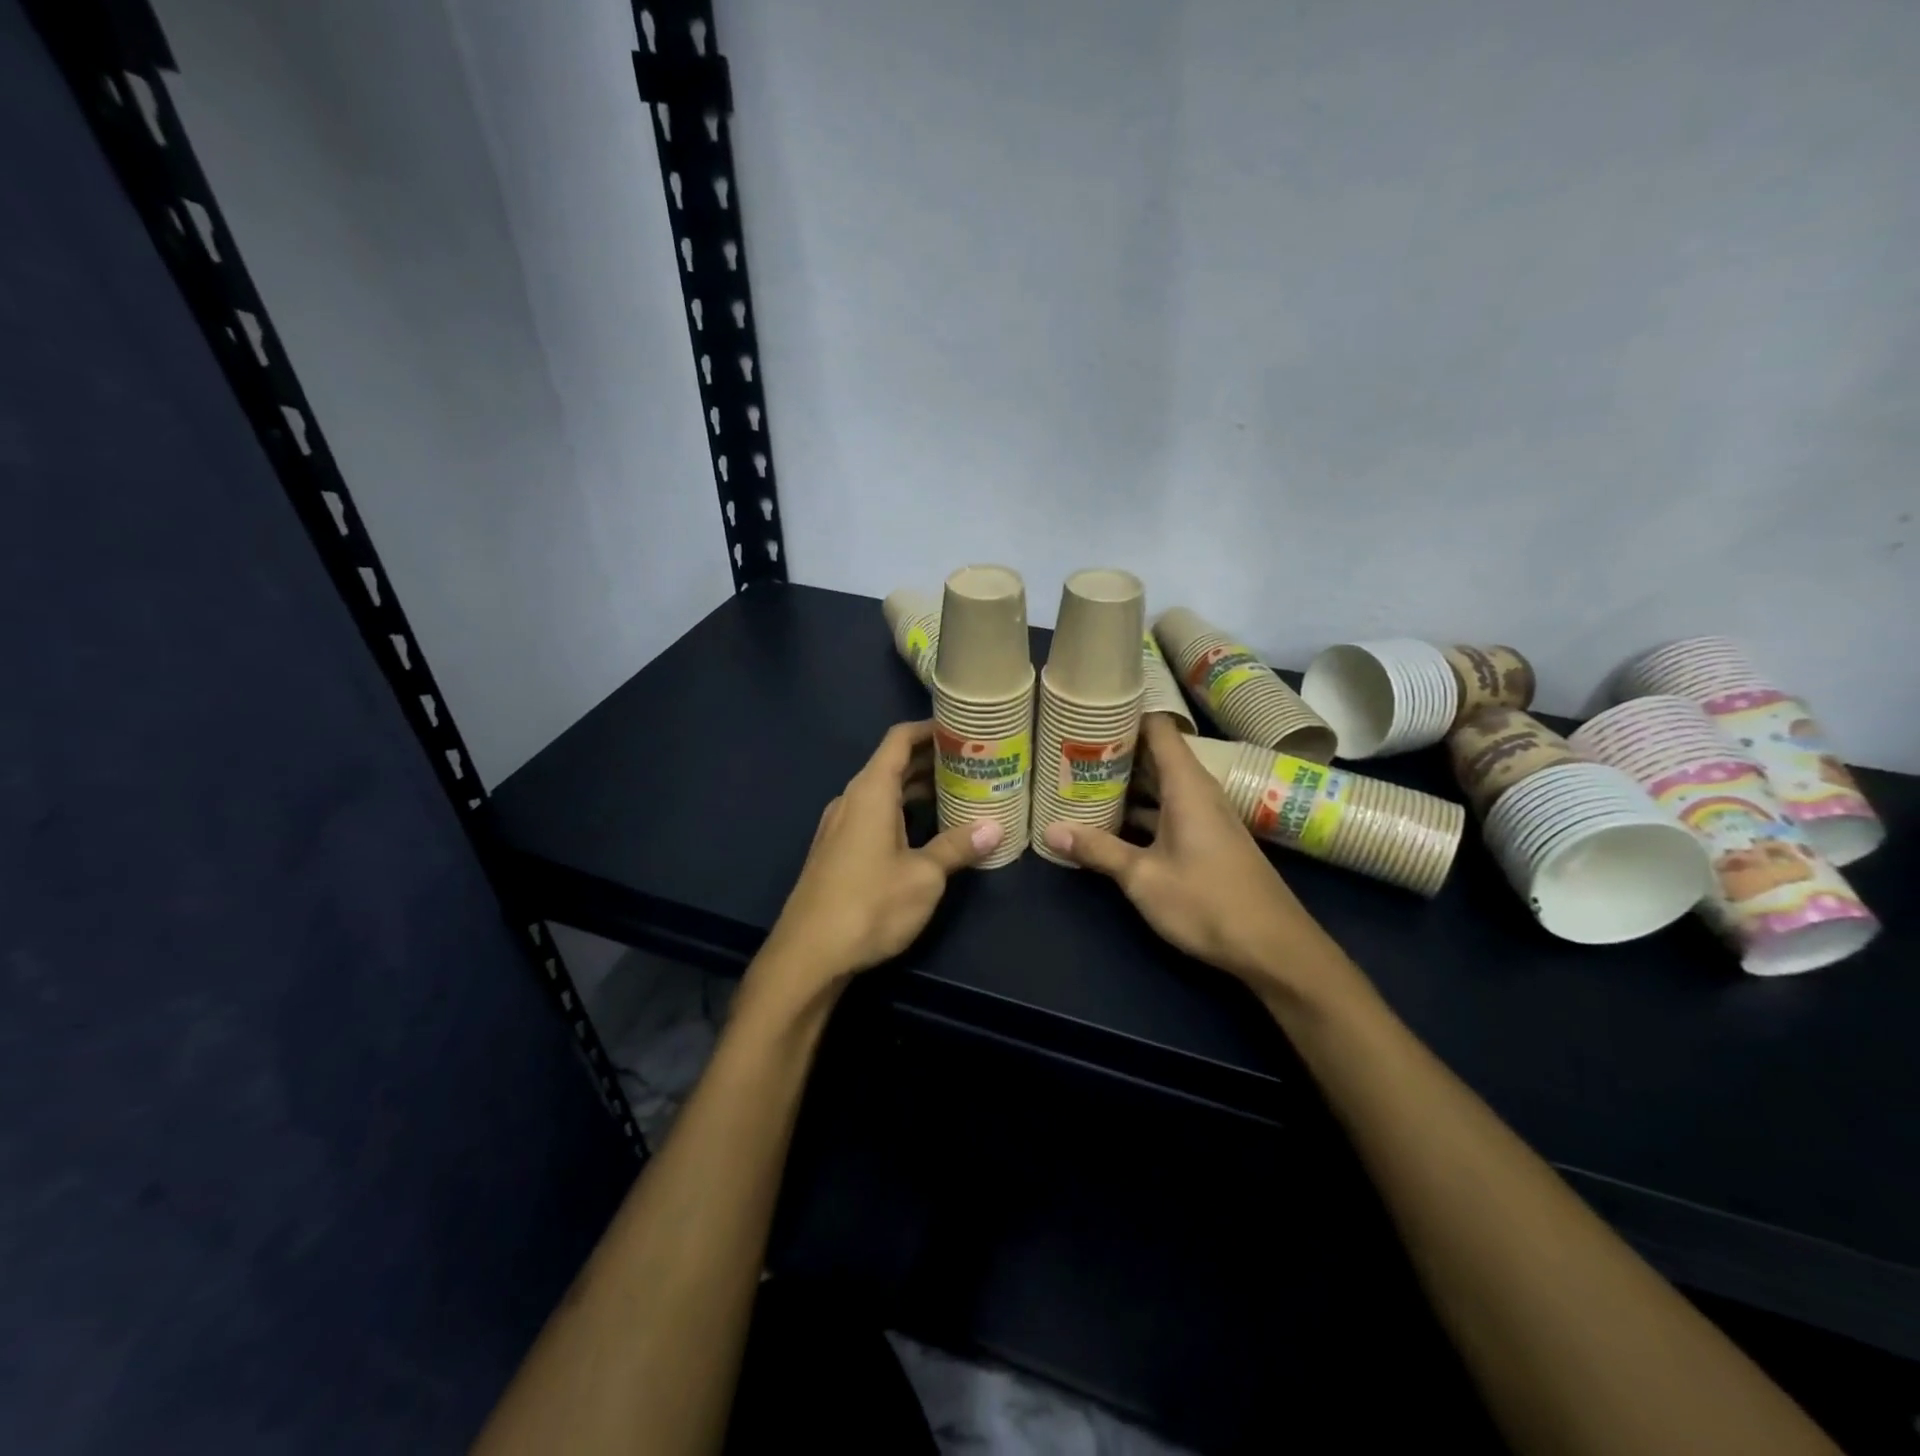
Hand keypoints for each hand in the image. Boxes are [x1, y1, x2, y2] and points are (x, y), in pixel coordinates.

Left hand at [757, 721, 1000, 995]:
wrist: (809, 954)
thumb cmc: (869, 905)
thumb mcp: (924, 876)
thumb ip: (957, 847)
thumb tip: (994, 828)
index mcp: (871, 792)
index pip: (899, 740)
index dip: (930, 728)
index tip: (962, 728)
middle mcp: (852, 800)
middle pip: (892, 764)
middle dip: (931, 760)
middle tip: (974, 762)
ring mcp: (841, 825)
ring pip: (884, 792)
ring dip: (918, 788)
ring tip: (959, 792)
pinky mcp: (838, 850)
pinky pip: (874, 815)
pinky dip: (902, 811)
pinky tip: (927, 830)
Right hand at [1042, 716, 1333, 992]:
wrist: (1274, 948)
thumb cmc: (1207, 902)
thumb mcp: (1143, 877)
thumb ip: (1098, 850)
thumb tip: (1049, 830)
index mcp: (1187, 786)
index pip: (1157, 728)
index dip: (1125, 715)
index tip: (1088, 714)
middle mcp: (1198, 792)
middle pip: (1154, 755)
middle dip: (1114, 751)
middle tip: (1069, 749)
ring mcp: (1204, 817)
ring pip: (1159, 786)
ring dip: (1125, 784)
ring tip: (1080, 781)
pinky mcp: (1206, 840)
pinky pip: (1167, 810)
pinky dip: (1140, 811)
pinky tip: (1110, 823)